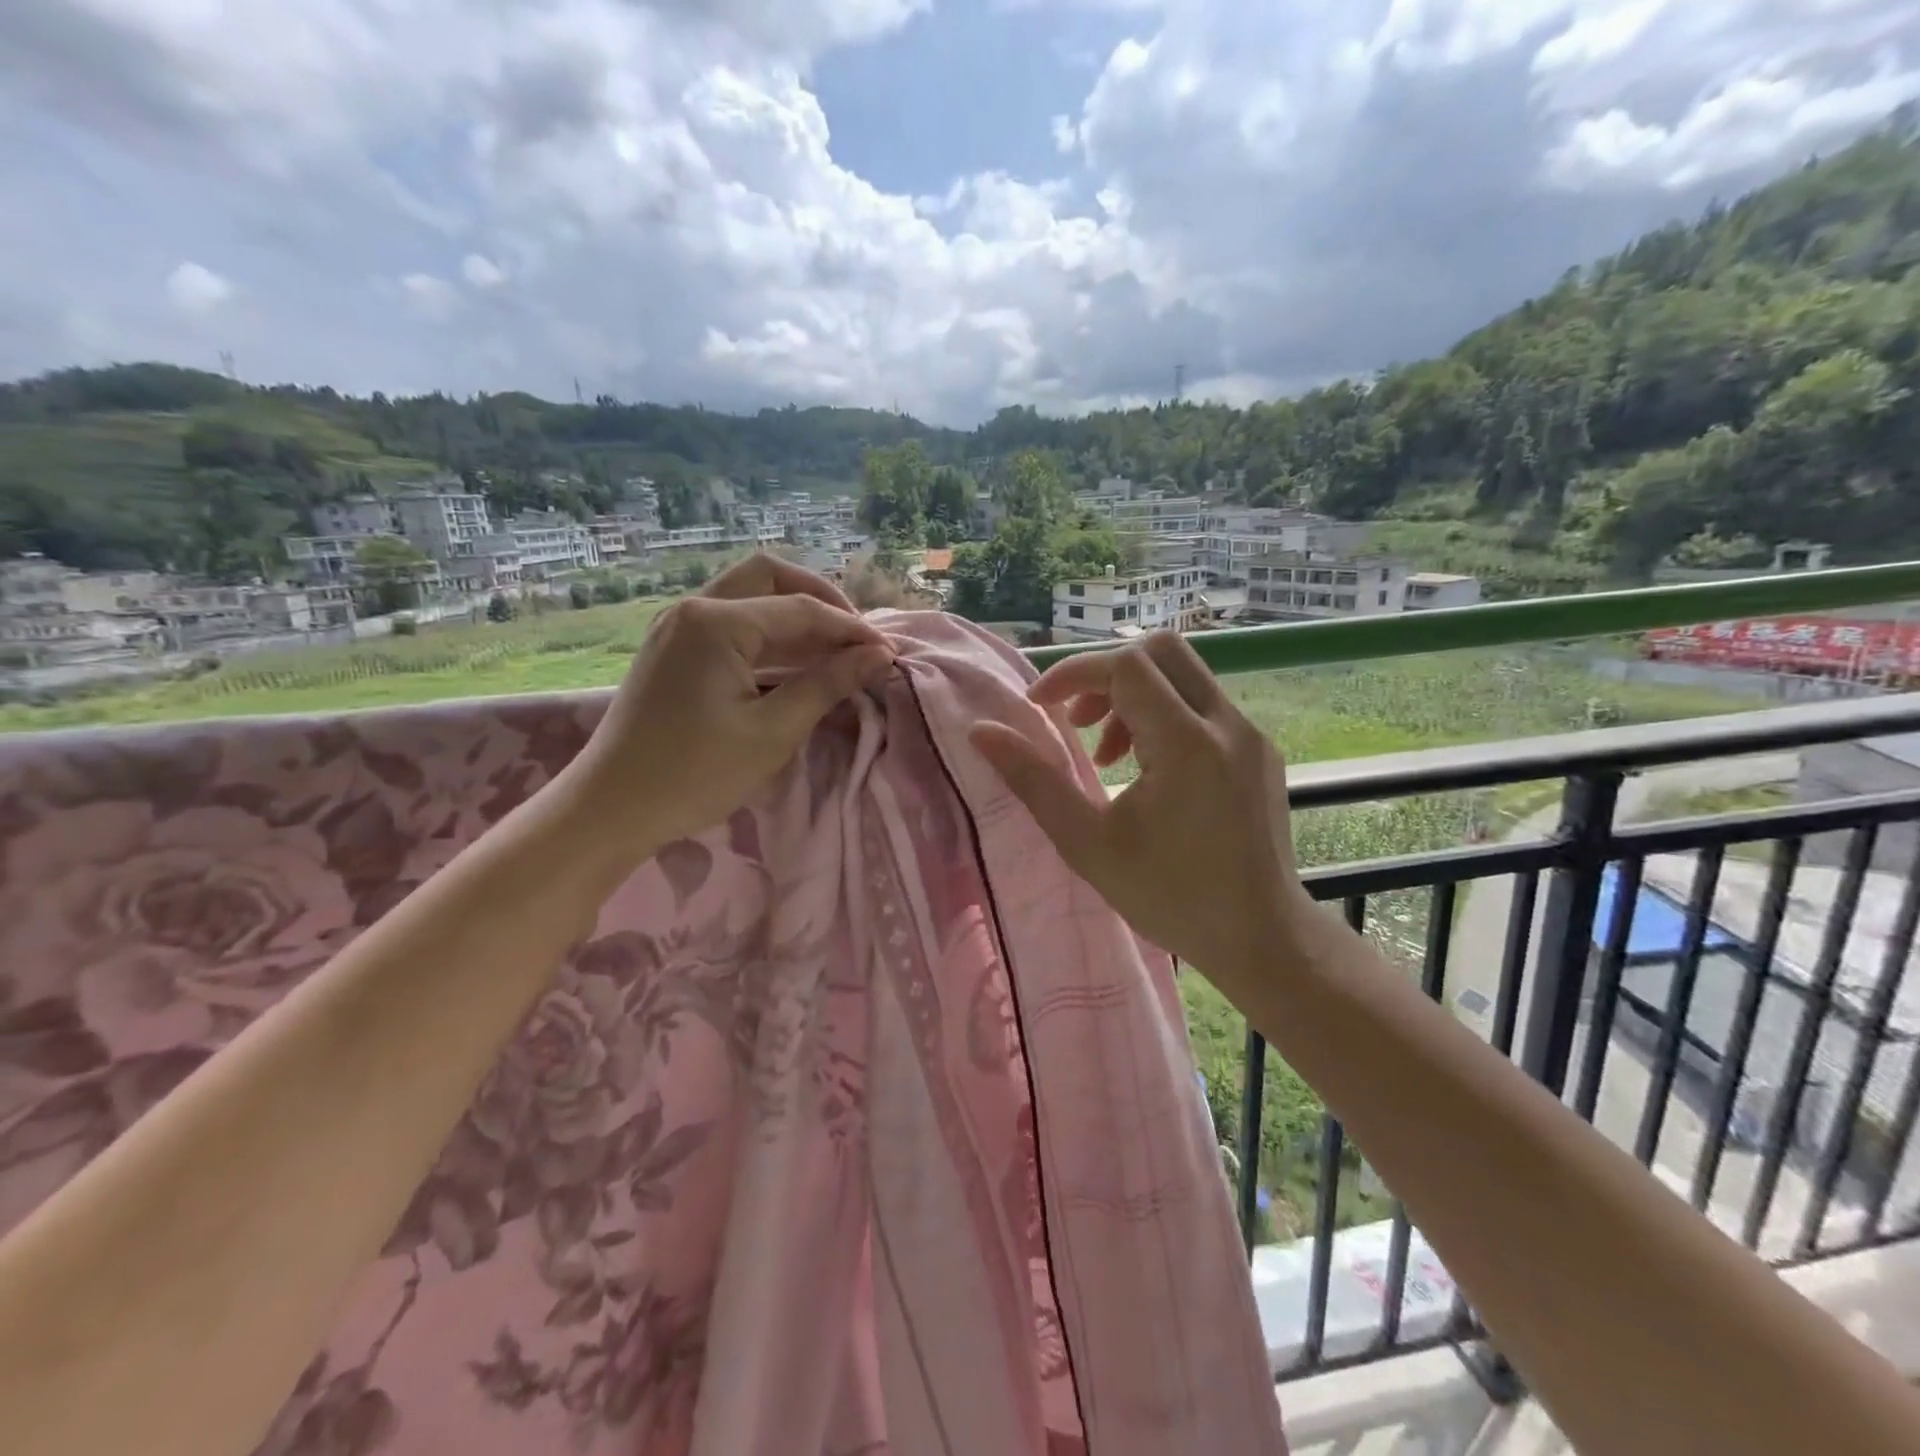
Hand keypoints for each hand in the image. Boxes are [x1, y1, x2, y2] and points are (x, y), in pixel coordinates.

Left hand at [560, 555, 893, 862]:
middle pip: (770, 576)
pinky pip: (730, 622)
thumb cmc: (695, 774)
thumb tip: (878, 656)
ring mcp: (678, 626)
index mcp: (717, 622)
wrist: (612, 807)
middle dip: (820, 601)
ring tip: (835, 653)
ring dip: (794, 616)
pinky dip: (768, 635)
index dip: (851, 630)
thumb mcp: (773, 732)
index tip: (888, 653)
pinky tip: (794, 665)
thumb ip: (828, 684)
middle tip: (855, 639)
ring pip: (749, 596)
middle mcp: (694, 608)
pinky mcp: (673, 649)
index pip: (802, 609)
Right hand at [969, 631, 1311, 987]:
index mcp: (1187, 744)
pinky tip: (1146, 767)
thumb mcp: (1087, 843)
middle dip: (1106, 674)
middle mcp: (1228, 725)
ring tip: (1106, 753)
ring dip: (1134, 695)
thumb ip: (1032, 780)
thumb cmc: (1169, 897)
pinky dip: (1164, 714)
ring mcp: (1251, 735)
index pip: (1125, 666)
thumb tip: (981, 732)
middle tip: (1076, 721)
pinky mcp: (1260, 751)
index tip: (1040, 708)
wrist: (1261, 938)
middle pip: (1161, 650)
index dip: (1073, 674)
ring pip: (1184, 675)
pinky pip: (1204, 705)